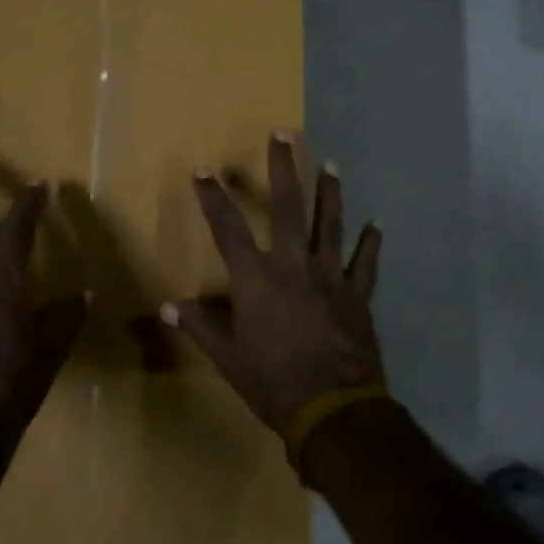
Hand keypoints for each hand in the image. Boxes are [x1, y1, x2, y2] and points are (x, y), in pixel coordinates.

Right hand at [163, 131, 384, 440]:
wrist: (332, 409)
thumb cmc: (273, 384)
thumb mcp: (228, 359)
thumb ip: (200, 327)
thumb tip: (167, 306)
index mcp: (256, 279)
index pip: (228, 228)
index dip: (214, 197)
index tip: (203, 171)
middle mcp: (293, 266)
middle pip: (288, 207)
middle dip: (284, 168)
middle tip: (284, 134)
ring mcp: (330, 277)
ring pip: (330, 224)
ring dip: (330, 193)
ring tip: (332, 165)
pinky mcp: (357, 295)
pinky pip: (366, 264)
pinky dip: (371, 244)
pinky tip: (376, 225)